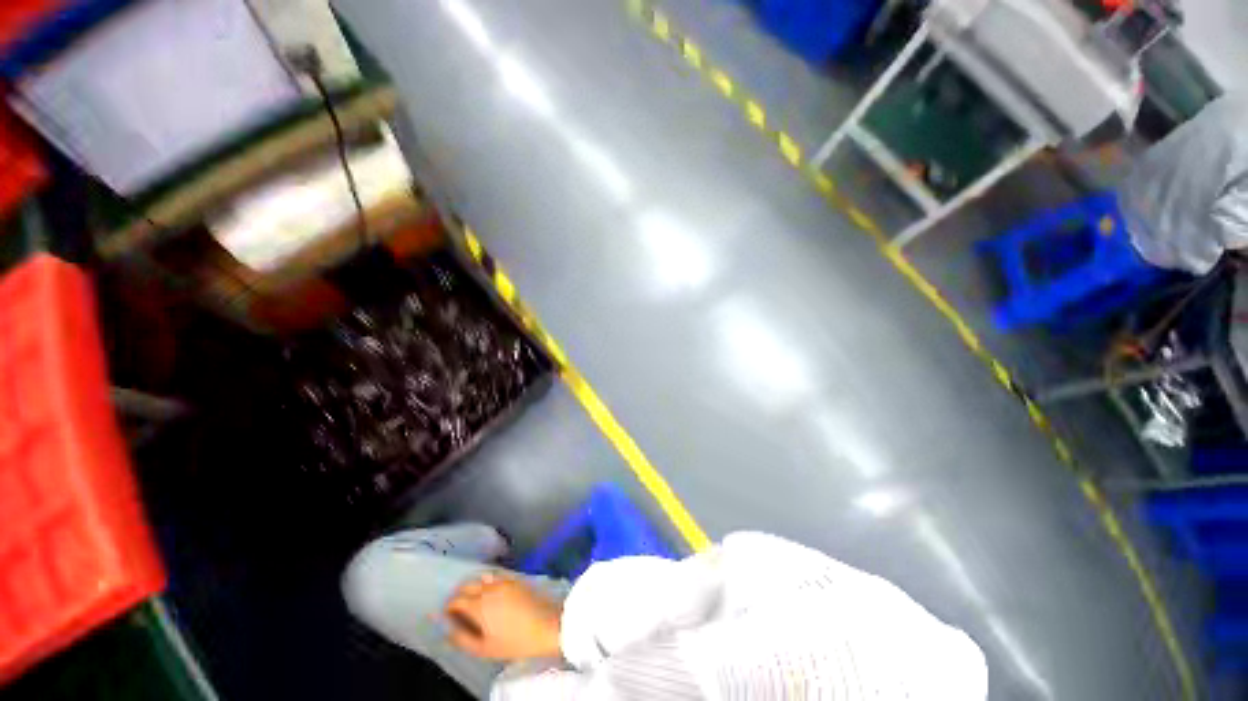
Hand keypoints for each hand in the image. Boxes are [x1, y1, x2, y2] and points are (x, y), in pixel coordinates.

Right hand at [444, 572, 562, 659]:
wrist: (547, 625)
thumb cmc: (515, 641)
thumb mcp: (484, 649)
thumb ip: (463, 639)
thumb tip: (448, 631)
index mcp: (478, 605)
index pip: (456, 600)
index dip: (449, 607)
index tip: (448, 615)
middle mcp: (489, 588)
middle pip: (467, 585)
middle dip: (460, 594)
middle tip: (459, 606)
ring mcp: (504, 581)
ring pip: (482, 577)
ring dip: (475, 585)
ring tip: (474, 598)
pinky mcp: (516, 578)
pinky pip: (497, 575)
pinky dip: (489, 580)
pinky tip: (492, 590)